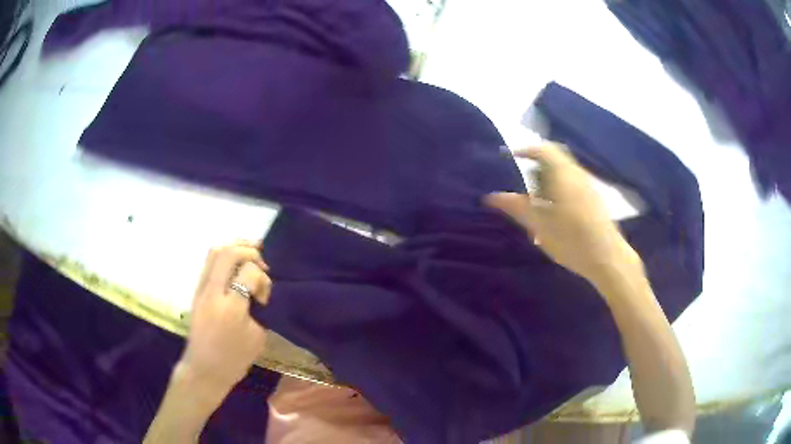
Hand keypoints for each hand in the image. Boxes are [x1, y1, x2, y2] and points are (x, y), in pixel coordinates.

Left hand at [178, 241, 271, 391]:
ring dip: (235, 247)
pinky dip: (225, 256)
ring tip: (250, 254)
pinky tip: (236, 265)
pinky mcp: (197, 290)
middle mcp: (213, 292)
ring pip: (215, 251)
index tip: (263, 296)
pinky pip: (209, 262)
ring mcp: (201, 289)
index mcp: (231, 308)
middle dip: (249, 250)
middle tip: (262, 261)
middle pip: (228, 252)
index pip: (249, 272)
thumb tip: (259, 288)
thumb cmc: (234, 358)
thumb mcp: (258, 337)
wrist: (204, 368)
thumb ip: (260, 309)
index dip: (262, 277)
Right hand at [485, 143, 641, 286]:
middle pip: (556, 159)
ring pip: (565, 172)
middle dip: (537, 166)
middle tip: (523, 184)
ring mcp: (589, 186)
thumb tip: (491, 196)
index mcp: (563, 175)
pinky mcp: (595, 199)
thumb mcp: (539, 225)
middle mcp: (578, 174)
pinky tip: (556, 212)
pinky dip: (560, 188)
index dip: (526, 150)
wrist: (608, 258)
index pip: (544, 150)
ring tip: (537, 201)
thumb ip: (516, 207)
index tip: (512, 157)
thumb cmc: (572, 240)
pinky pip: (573, 183)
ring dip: (549, 179)